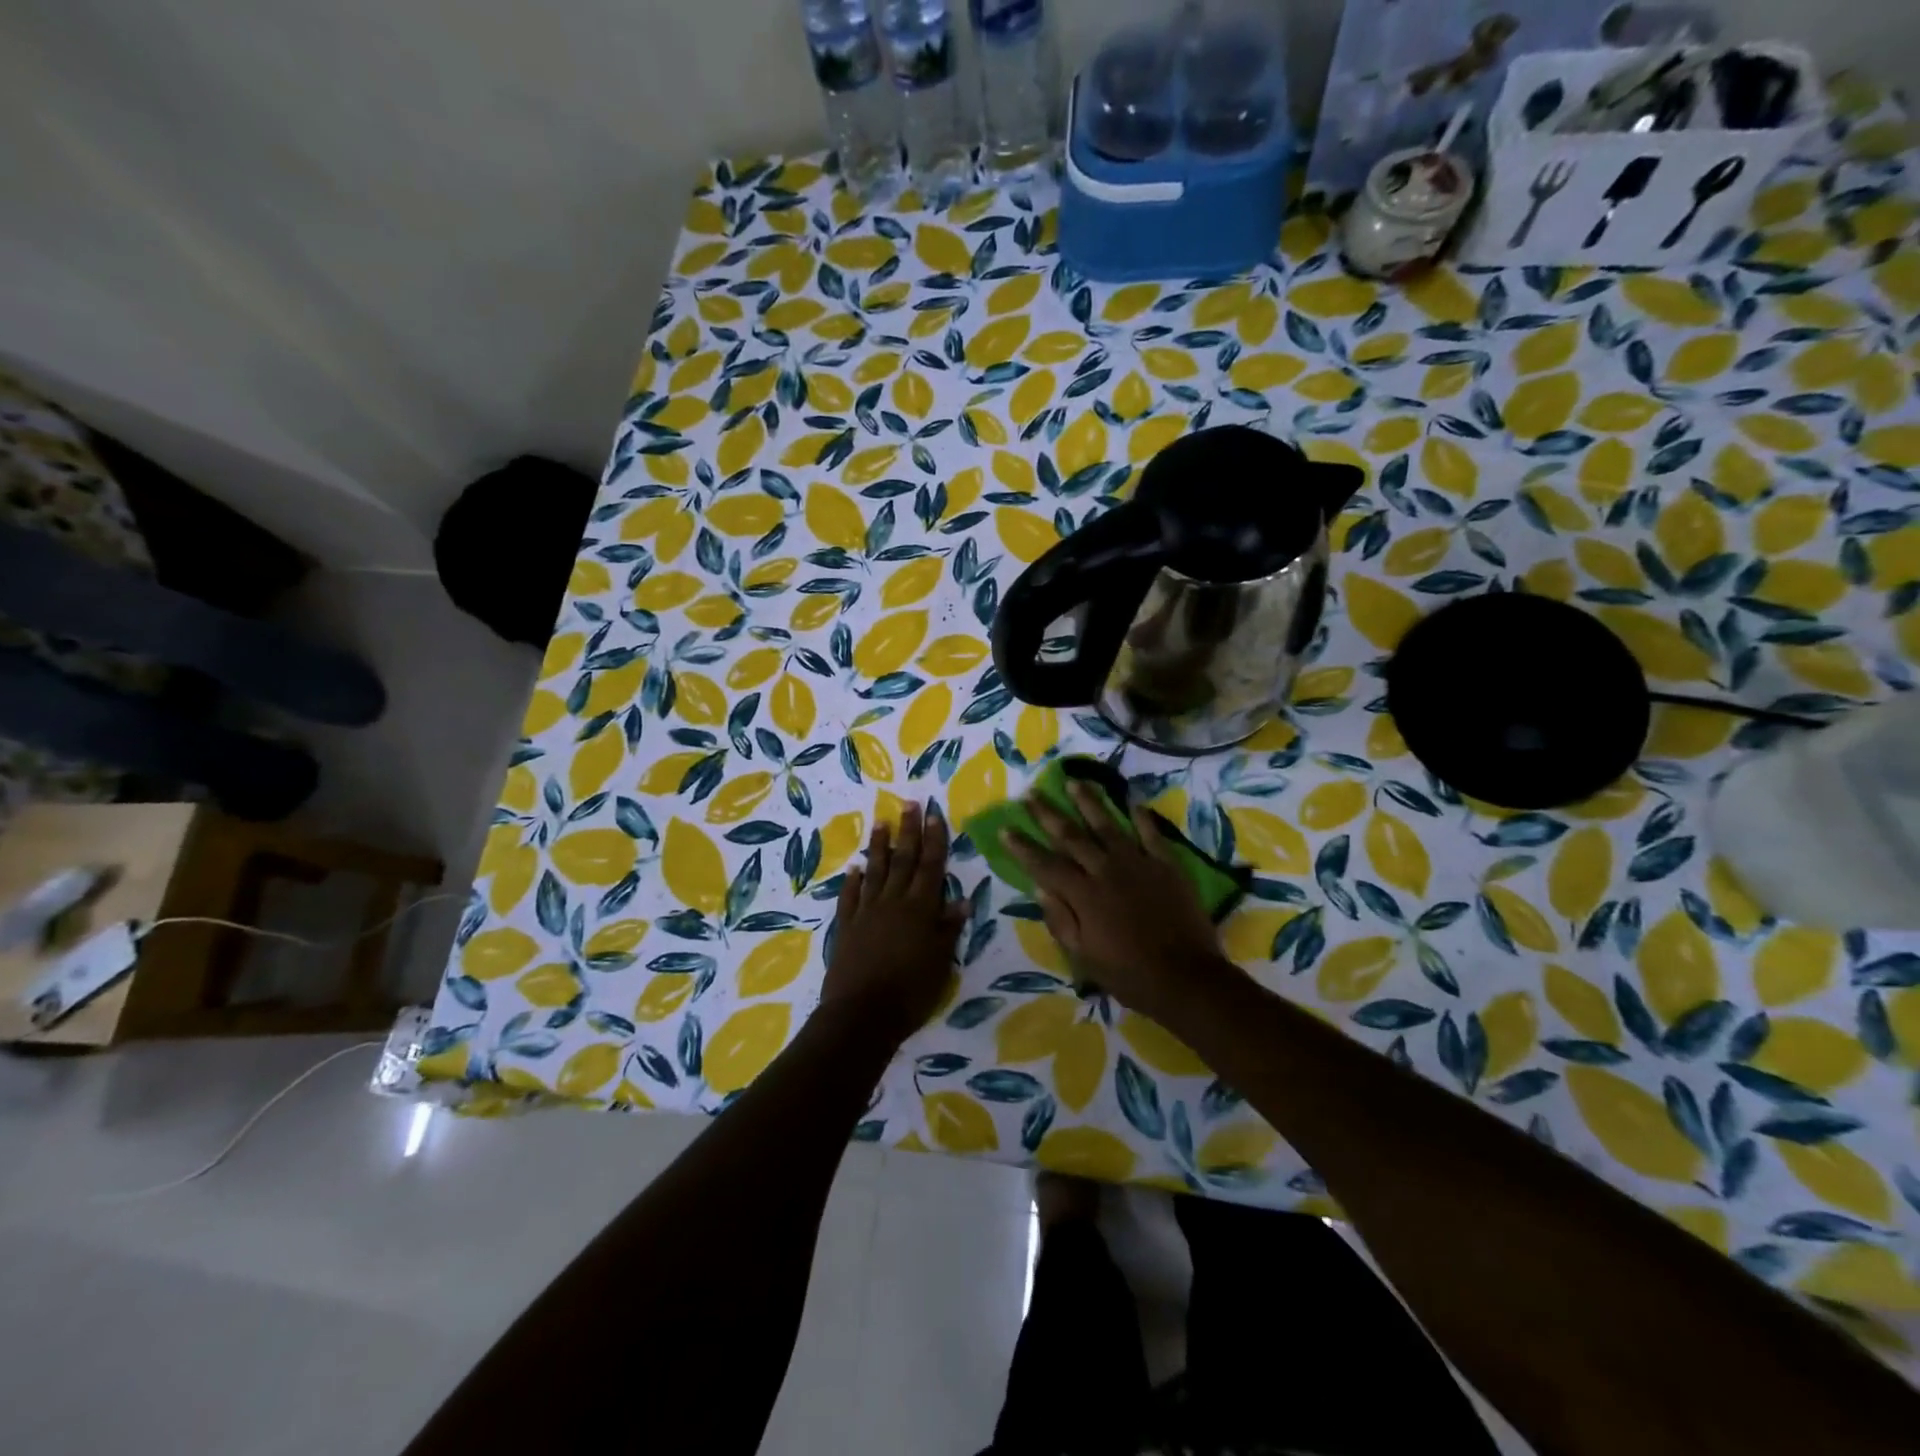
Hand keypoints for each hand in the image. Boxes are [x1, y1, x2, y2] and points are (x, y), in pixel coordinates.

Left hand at [821, 801, 966, 1047]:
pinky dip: (853, 881)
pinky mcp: (846, 926)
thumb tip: (962, 901)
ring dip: (878, 846)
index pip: (931, 867)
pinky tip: (854, 868)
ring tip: (880, 823)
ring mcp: (867, 912)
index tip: (933, 814)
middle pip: (903, 860)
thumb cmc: (910, 991)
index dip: (934, 840)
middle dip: (908, 831)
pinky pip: (850, 896)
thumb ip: (948, 929)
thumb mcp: (940, 962)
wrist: (861, 1014)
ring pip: (875, 871)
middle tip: (908, 803)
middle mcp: (893, 902)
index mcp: (920, 909)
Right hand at [1007, 781, 1226, 1025]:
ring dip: (1088, 802)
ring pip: (1107, 824)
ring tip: (1074, 782)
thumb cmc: (1128, 974)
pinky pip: (1151, 833)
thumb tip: (1040, 886)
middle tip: (1031, 794)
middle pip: (1071, 835)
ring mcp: (1138, 863)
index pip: (1044, 864)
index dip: (1023, 846)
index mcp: (1083, 894)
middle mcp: (1106, 870)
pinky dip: (1141, 817)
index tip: (1006, 827)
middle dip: (1048, 814)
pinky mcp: (1166, 864)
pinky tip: (1132, 802)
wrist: (1186, 978)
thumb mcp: (1083, 956)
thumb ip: (1059, 919)